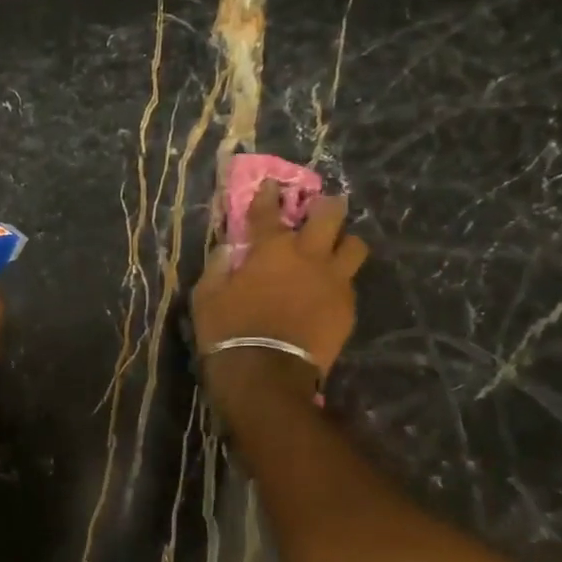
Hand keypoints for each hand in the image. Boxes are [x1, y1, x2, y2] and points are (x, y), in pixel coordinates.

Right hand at [192, 181, 367, 409]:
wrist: (266, 375)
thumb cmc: (228, 332)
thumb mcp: (207, 297)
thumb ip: (218, 267)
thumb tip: (228, 250)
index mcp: (271, 249)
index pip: (269, 211)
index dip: (268, 195)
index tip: (271, 186)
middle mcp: (309, 256)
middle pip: (330, 216)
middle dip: (326, 206)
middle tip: (321, 208)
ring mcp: (333, 282)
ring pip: (355, 246)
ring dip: (344, 242)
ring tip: (335, 250)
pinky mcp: (347, 308)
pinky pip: (350, 284)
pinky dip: (340, 282)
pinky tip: (328, 292)